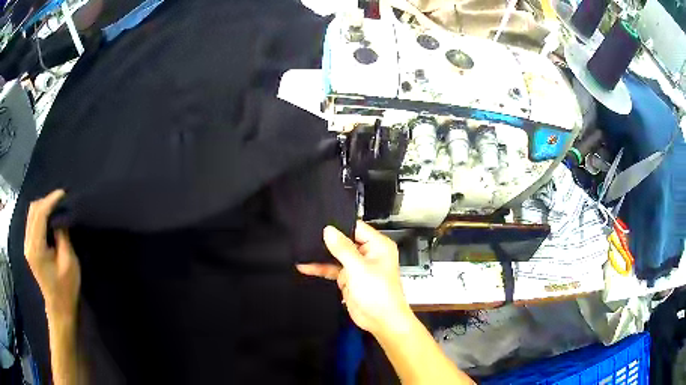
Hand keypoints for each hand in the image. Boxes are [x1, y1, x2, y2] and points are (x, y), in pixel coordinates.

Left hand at [24, 190, 80, 321]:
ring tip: (56, 207)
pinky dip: (41, 215)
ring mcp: (27, 245)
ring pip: (32, 214)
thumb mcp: (69, 262)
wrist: (59, 308)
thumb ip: (62, 236)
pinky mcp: (29, 248)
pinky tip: (50, 218)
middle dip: (46, 201)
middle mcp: (28, 244)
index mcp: (36, 248)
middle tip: (61, 200)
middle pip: (33, 211)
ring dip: (43, 207)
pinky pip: (32, 222)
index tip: (63, 194)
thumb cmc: (66, 289)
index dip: (51, 200)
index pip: (40, 214)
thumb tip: (60, 217)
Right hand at [297, 221, 412, 336]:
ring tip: (301, 249)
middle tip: (305, 234)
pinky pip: (332, 269)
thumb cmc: (379, 293)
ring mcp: (358, 266)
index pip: (356, 227)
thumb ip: (343, 248)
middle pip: (345, 241)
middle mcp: (368, 253)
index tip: (319, 223)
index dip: (338, 225)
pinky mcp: (349, 278)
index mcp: (378, 245)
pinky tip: (305, 266)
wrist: (381, 321)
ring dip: (321, 255)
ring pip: (336, 256)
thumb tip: (329, 230)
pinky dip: (320, 268)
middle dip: (327, 240)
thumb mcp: (359, 268)